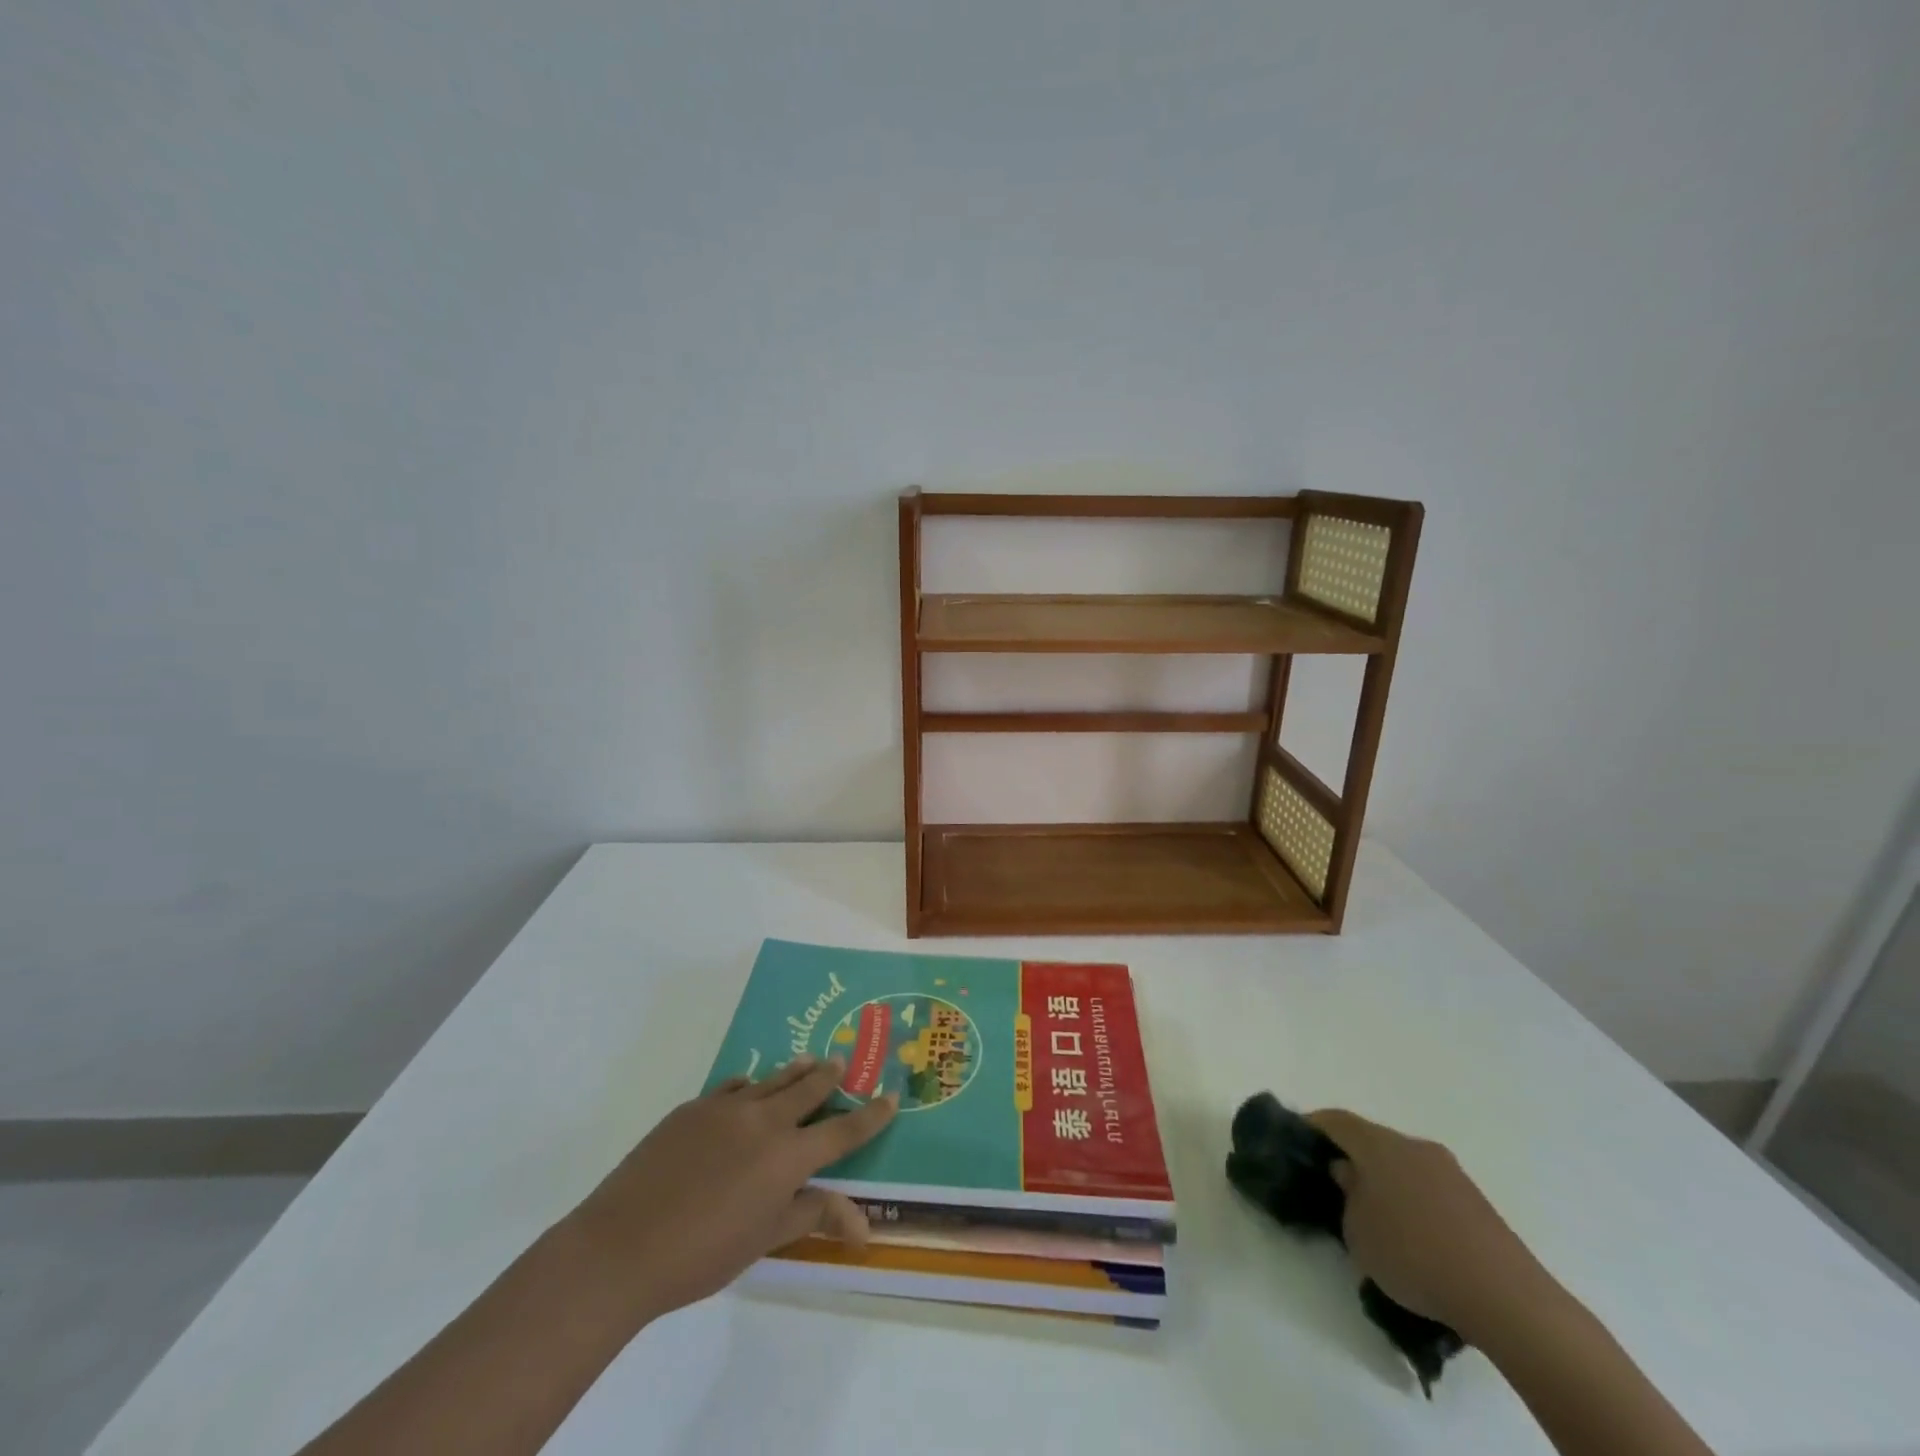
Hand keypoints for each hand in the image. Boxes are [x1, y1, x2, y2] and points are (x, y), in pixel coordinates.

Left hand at [565, 1056, 896, 1325]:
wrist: (622, 1245)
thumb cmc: (702, 1254)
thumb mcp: (765, 1240)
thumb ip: (813, 1216)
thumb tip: (863, 1224)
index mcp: (788, 1156)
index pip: (843, 1130)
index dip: (871, 1115)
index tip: (890, 1096)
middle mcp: (765, 1120)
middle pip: (809, 1088)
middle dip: (831, 1077)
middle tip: (843, 1063)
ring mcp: (727, 1108)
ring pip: (773, 1079)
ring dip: (795, 1071)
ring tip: (809, 1061)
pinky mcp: (693, 1107)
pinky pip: (734, 1087)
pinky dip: (751, 1087)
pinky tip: (749, 1090)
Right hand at [1307, 1108, 1554, 1342]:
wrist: (1506, 1297)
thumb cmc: (1414, 1255)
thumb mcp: (1358, 1233)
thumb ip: (1347, 1196)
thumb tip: (1349, 1175)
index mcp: (1379, 1145)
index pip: (1336, 1120)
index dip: (1313, 1126)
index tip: (1297, 1141)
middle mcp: (1414, 1146)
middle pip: (1372, 1140)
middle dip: (1351, 1157)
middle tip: (1334, 1184)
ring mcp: (1450, 1172)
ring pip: (1403, 1165)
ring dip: (1385, 1182)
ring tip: (1374, 1216)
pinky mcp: (1475, 1202)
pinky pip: (1429, 1188)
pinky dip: (1412, 1201)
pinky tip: (1412, 1237)